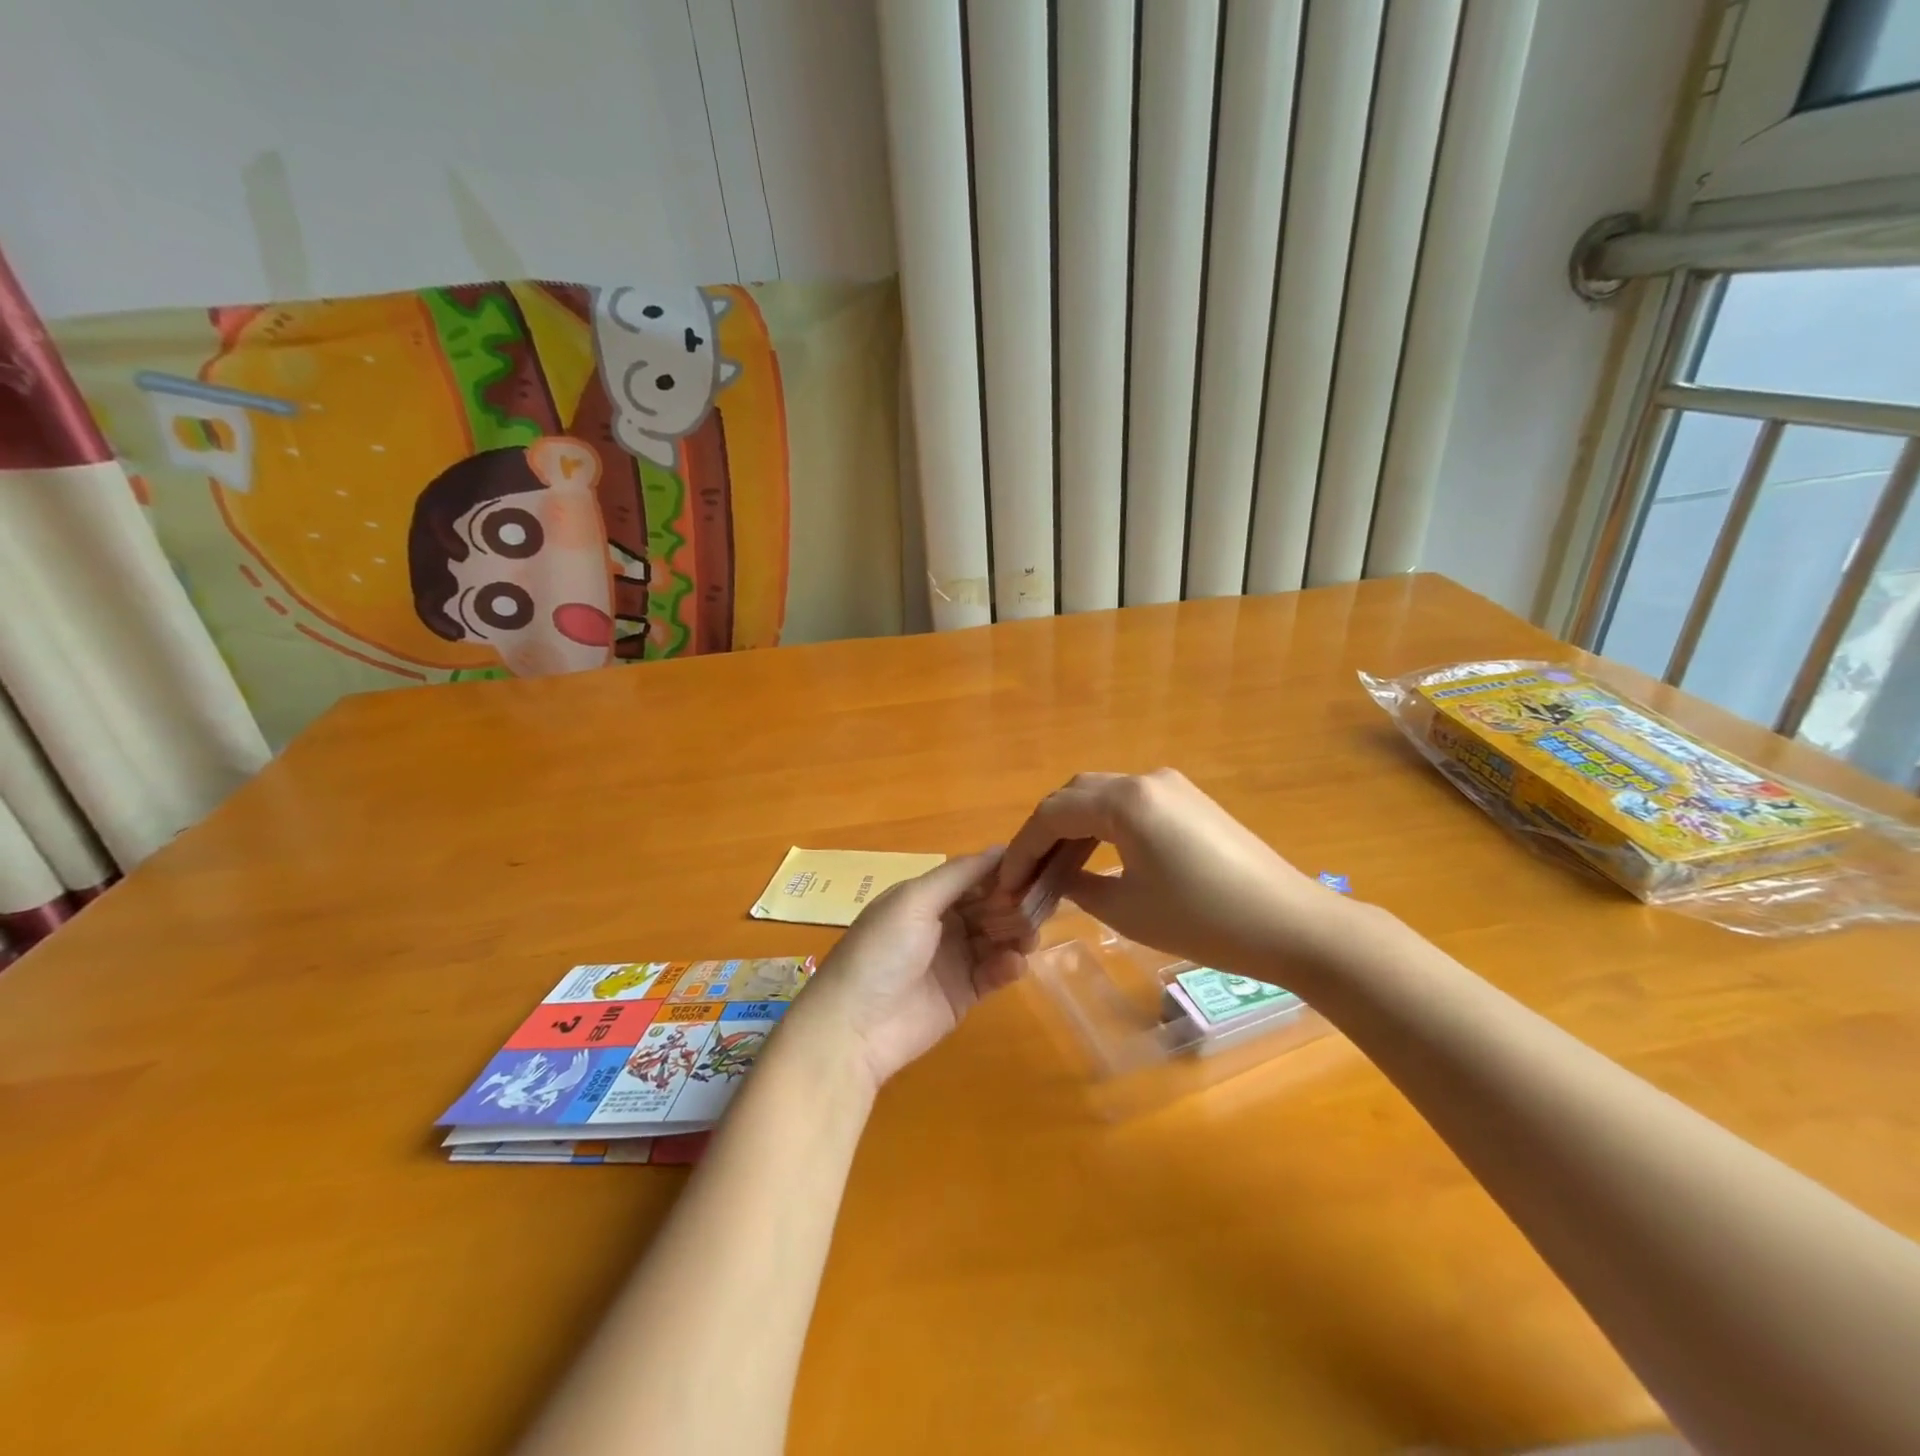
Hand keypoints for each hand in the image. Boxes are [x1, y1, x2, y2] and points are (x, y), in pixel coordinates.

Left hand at [783, 851, 1025, 1091]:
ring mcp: (954, 960)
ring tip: (1029, 937)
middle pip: (988, 906)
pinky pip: (995, 972)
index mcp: (925, 896)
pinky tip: (1014, 964)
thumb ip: (959, 875)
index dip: (1001, 871)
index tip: (1034, 868)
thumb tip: (1001, 848)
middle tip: (1040, 905)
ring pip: (997, 937)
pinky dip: (1008, 965)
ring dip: (1016, 933)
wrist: (855, 1027)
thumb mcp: (914, 900)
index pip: (972, 876)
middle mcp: (941, 923)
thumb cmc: (882, 951)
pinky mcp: (964, 994)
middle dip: (1013, 903)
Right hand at [997, 770, 1353, 976]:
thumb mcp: (1127, 910)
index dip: (1022, 849)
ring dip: (1073, 829)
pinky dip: (1103, 828)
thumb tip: (1059, 881)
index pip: (1052, 814)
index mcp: (1125, 800)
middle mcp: (1144, 780)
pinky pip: (1130, 805)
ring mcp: (1171, 787)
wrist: (1291, 924)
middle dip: (1044, 833)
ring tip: (1055, 872)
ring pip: (1101, 797)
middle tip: (1027, 876)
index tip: (1005, 885)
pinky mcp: (1190, 802)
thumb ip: (1079, 888)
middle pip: (1074, 795)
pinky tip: (1097, 860)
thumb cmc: (1203, 920)